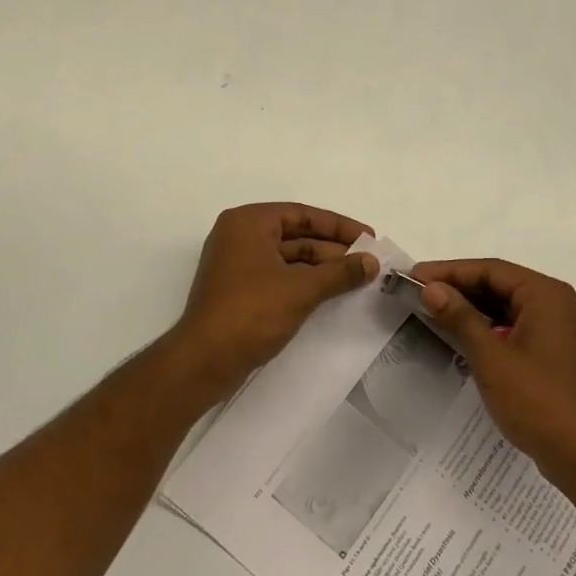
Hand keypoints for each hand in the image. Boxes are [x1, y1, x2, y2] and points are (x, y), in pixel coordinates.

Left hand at [172, 203, 378, 390]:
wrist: (204, 361)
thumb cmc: (251, 312)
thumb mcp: (301, 289)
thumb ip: (340, 273)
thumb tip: (372, 263)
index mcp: (248, 222)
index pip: (302, 214)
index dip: (338, 226)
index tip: (369, 238)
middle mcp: (240, 236)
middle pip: (296, 235)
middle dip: (333, 249)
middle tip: (368, 262)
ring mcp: (237, 265)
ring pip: (289, 258)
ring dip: (322, 268)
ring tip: (357, 279)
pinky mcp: (239, 291)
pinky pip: (279, 277)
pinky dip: (304, 282)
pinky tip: (331, 293)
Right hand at [411, 258, 575, 493]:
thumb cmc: (537, 400)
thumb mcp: (491, 357)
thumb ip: (460, 317)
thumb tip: (431, 288)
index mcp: (545, 294)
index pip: (491, 270)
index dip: (450, 271)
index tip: (415, 275)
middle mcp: (554, 303)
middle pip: (499, 284)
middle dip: (459, 287)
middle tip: (417, 292)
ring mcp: (555, 328)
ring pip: (505, 305)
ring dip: (471, 307)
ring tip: (432, 310)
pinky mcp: (551, 351)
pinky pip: (512, 325)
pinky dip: (486, 326)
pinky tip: (459, 335)